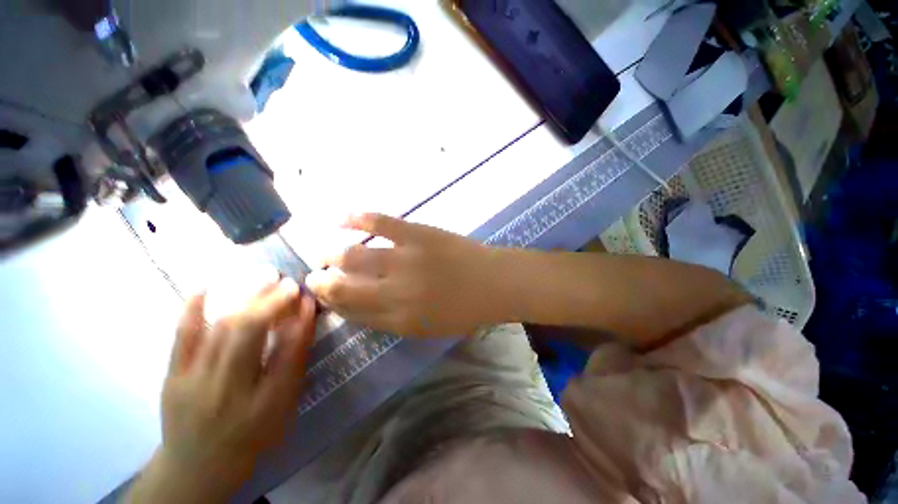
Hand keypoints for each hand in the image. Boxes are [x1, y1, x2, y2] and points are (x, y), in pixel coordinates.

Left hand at [129, 278, 316, 503]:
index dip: (300, 320)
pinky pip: (181, 336)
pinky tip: (206, 286)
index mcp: (264, 402)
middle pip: (249, 333)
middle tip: (287, 282)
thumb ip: (294, 363)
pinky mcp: (172, 376)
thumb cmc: (251, 435)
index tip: (308, 297)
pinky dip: (193, 308)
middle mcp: (228, 389)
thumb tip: (303, 321)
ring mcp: (194, 381)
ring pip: (220, 328)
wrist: (197, 466)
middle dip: (271, 301)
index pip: (288, 351)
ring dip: (245, 298)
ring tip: (263, 278)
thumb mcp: (283, 406)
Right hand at [306, 213, 503, 336]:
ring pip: (353, 256)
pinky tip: (338, 218)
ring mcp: (404, 259)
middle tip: (315, 275)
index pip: (352, 311)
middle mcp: (394, 291)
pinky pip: (379, 222)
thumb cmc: (464, 310)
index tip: (322, 295)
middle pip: (344, 287)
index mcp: (398, 319)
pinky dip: (355, 218)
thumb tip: (360, 309)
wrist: (493, 282)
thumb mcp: (427, 328)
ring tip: (323, 252)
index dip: (332, 303)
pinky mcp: (416, 233)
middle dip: (323, 282)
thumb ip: (392, 320)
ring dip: (331, 254)